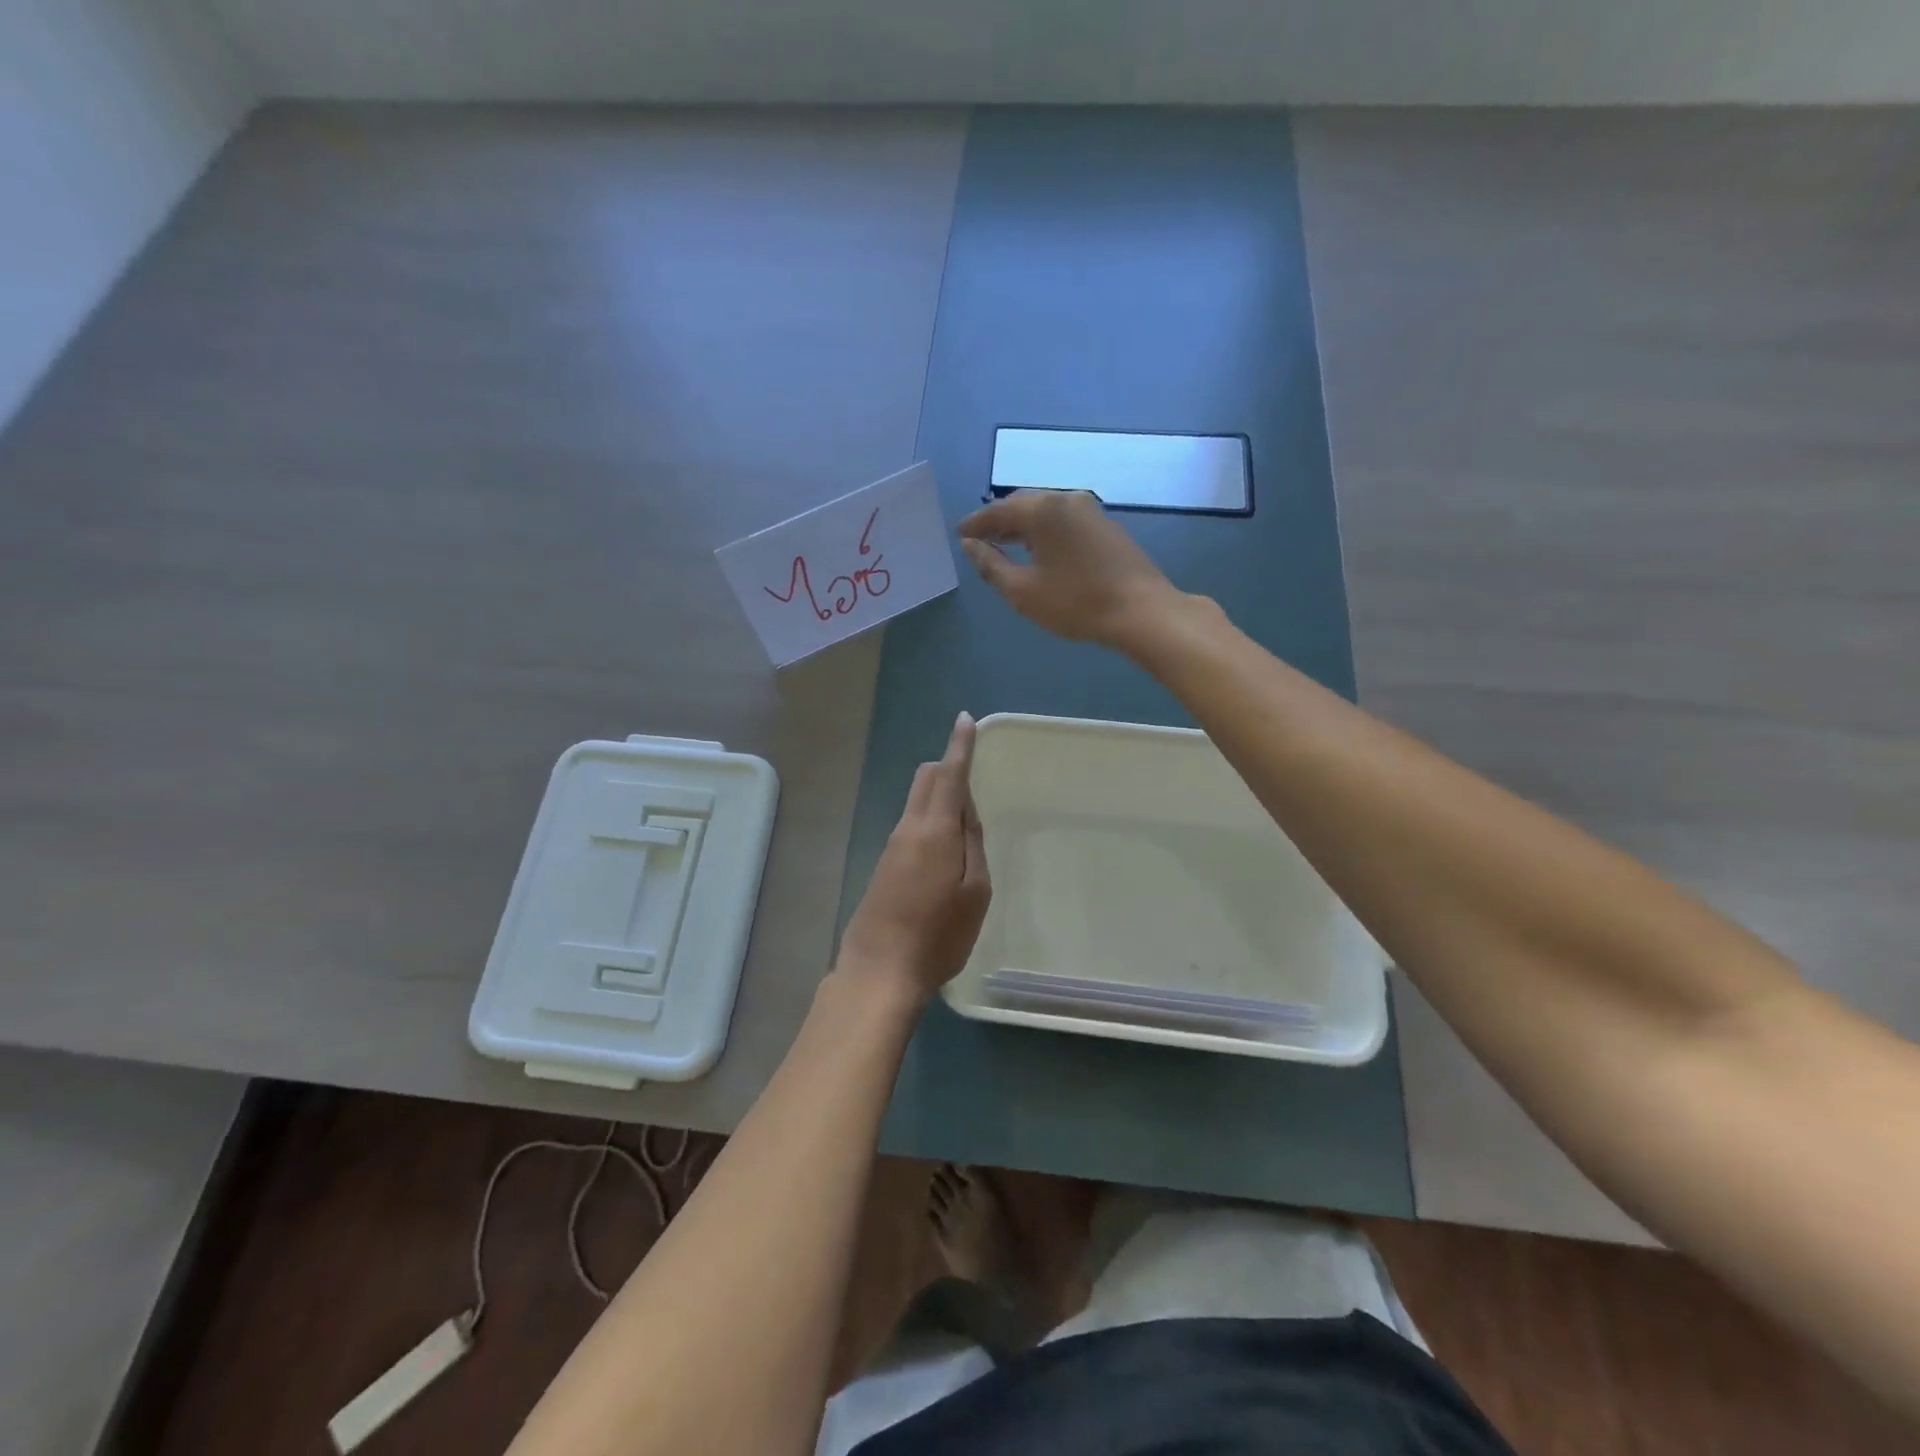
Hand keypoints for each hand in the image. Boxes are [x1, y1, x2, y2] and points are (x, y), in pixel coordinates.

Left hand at [837, 712, 990, 1001]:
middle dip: (947, 767)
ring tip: (966, 827)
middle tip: (972, 775)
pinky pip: (911, 826)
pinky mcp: (884, 865)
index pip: (949, 775)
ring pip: (917, 803)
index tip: (964, 720)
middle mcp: (908, 828)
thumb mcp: (974, 891)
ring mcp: (892, 847)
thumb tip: (965, 810)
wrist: (879, 970)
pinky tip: (943, 852)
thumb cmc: (938, 935)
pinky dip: (930, 821)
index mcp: (934, 829)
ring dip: (940, 798)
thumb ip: (972, 844)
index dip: (960, 746)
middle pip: (926, 780)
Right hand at [957, 490, 1178, 649]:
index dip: (976, 523)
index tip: (959, 534)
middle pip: (1022, 505)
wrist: (1140, 610)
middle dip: (998, 521)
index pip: (998, 510)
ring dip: (1022, 526)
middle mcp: (1065, 499)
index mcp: (1042, 509)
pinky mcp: (1105, 525)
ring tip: (1004, 544)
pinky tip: (1038, 549)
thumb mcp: (1022, 590)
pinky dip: (1044, 530)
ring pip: (1045, 511)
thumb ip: (991, 565)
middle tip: (979, 538)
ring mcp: (1090, 510)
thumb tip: (970, 546)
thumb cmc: (1075, 602)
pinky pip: (1063, 520)